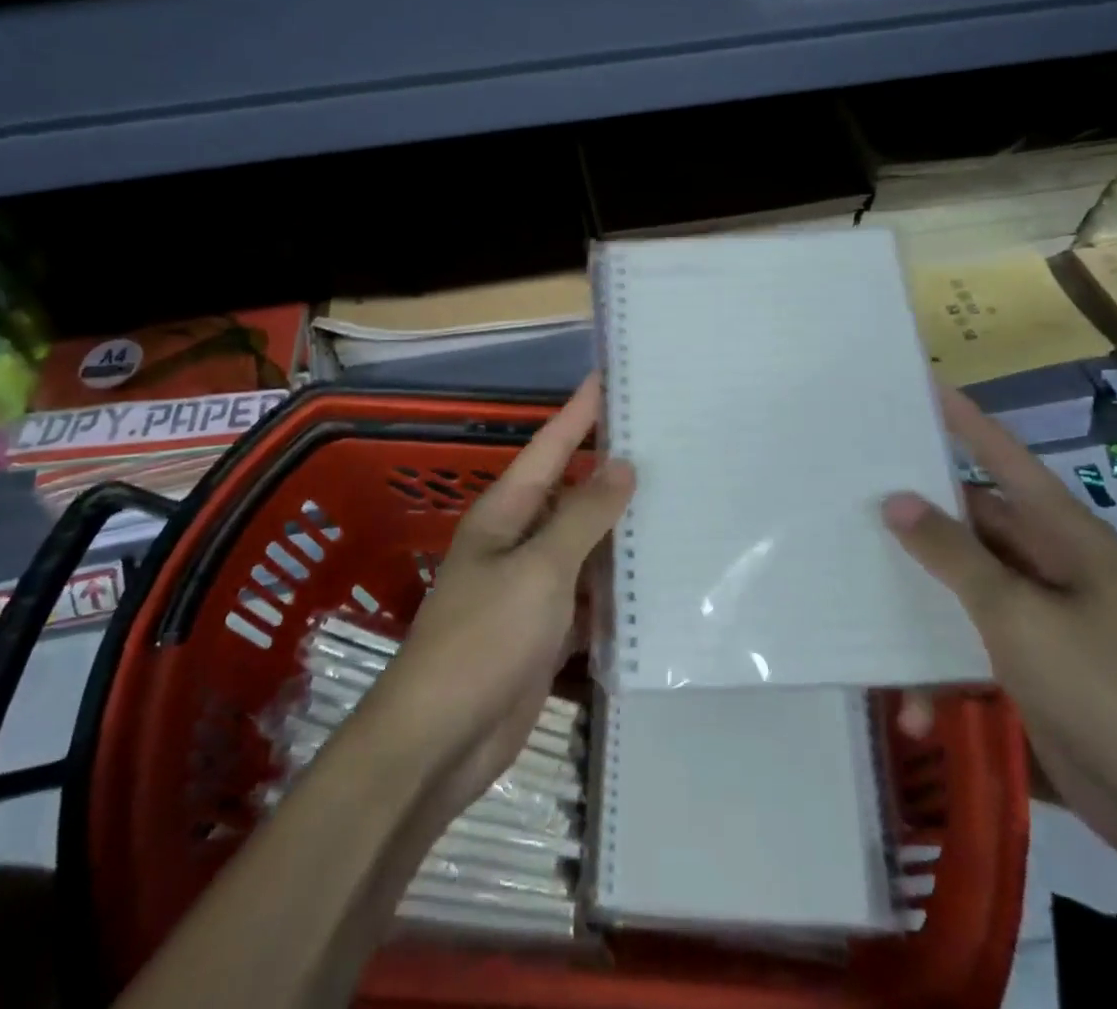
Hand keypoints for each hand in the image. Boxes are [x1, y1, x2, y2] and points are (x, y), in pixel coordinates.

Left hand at [363, 376, 635, 822]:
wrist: (441, 739)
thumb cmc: (484, 639)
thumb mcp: (539, 569)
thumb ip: (583, 517)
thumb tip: (621, 464)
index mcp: (507, 511)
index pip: (552, 445)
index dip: (580, 410)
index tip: (612, 377)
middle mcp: (518, 539)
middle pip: (572, 491)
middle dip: (612, 468)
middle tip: (666, 440)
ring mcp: (531, 586)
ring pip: (585, 544)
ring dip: (620, 529)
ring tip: (676, 501)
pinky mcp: (545, 629)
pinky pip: (588, 594)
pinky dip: (616, 587)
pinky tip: (657, 579)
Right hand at [882, 386, 1116, 874]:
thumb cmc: (1105, 690)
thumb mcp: (1019, 615)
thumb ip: (954, 555)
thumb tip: (897, 500)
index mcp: (1063, 535)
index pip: (1005, 459)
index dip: (964, 421)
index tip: (920, 387)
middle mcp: (1049, 564)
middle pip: (971, 521)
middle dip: (917, 513)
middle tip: (852, 490)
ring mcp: (1038, 615)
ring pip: (961, 582)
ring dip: (919, 599)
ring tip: (856, 590)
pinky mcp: (1027, 663)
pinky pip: (967, 640)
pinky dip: (939, 665)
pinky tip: (911, 704)